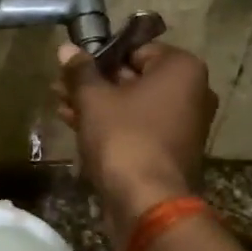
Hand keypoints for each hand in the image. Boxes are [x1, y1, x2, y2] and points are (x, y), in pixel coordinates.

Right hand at [52, 41, 216, 248]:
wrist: (147, 202)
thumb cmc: (123, 137)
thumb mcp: (94, 99)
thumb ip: (80, 72)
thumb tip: (66, 48)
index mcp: (182, 69)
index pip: (136, 48)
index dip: (100, 54)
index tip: (73, 64)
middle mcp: (192, 92)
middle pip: (134, 78)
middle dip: (95, 82)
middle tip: (60, 85)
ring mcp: (184, 125)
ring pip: (133, 105)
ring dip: (98, 104)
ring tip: (60, 105)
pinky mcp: (171, 151)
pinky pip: (138, 128)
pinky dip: (111, 125)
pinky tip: (76, 125)